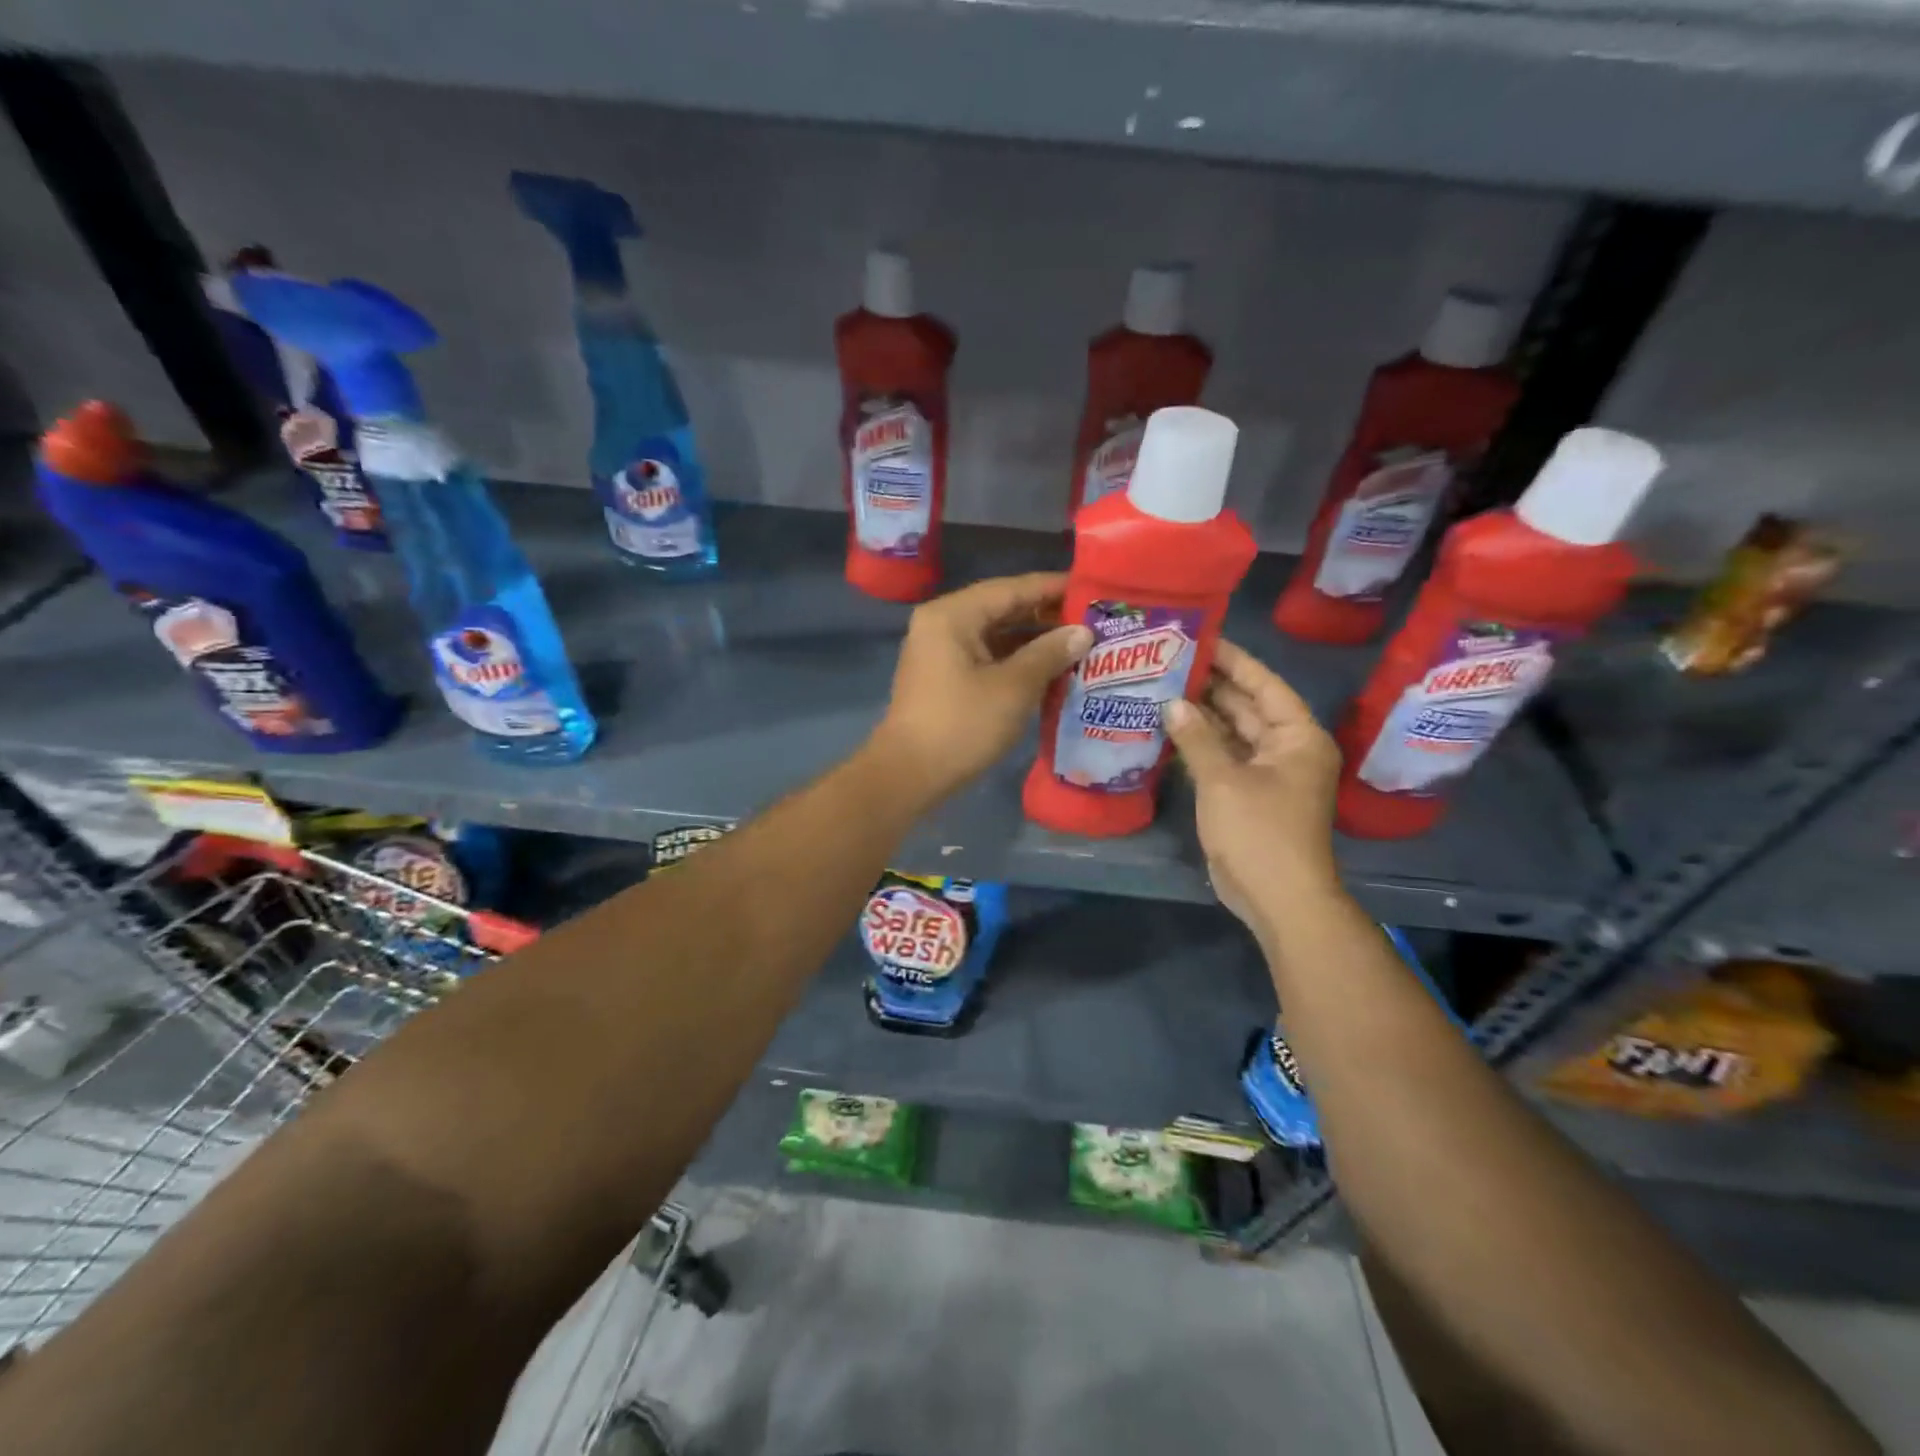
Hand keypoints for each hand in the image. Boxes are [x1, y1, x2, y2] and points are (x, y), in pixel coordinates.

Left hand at [870, 573, 1092, 807]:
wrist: (909, 775)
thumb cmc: (962, 725)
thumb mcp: (1014, 688)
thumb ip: (1050, 653)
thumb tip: (1083, 632)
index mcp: (953, 615)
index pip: (1011, 588)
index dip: (1053, 588)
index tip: (1092, 589)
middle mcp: (942, 624)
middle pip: (1002, 608)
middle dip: (1046, 615)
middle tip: (1093, 619)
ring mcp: (940, 652)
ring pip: (995, 635)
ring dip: (1034, 640)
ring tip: (1080, 644)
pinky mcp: (944, 678)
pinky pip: (987, 657)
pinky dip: (1016, 660)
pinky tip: (1051, 669)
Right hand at [1163, 639, 1343, 944]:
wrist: (1277, 897)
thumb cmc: (1259, 831)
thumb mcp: (1224, 780)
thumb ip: (1197, 737)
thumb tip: (1172, 703)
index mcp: (1297, 736)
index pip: (1264, 684)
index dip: (1233, 660)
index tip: (1199, 637)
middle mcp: (1286, 748)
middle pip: (1247, 706)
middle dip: (1210, 686)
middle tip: (1168, 662)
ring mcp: (1268, 773)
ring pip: (1232, 733)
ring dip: (1202, 716)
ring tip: (1161, 688)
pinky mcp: (1248, 794)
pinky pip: (1224, 758)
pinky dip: (1200, 745)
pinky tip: (1167, 729)